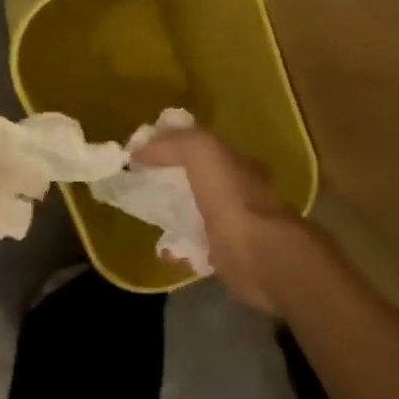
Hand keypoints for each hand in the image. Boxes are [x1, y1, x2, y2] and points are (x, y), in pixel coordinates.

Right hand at [133, 128, 299, 312]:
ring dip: (173, 215)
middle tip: (141, 186)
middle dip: (171, 182)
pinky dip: (179, 248)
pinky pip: (196, 247)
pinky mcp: (228, 256)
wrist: (258, 255)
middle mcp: (240, 191)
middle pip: (198, 181)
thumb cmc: (231, 197)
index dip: (173, 147)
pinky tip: (164, 250)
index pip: (203, 148)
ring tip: (148, 218)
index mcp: (237, 162)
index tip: (143, 154)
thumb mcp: (202, 150)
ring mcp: (235, 225)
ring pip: (196, 213)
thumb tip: (140, 150)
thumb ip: (173, 143)